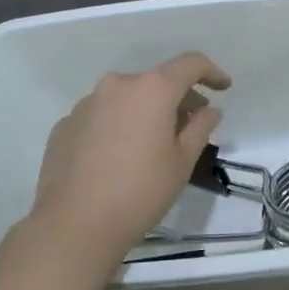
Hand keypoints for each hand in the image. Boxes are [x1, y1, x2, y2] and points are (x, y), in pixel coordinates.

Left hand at [25, 52, 230, 266]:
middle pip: (156, 81)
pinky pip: (101, 116)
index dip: (211, 72)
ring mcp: (86, 104)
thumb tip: (209, 111)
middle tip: (190, 126)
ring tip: (151, 144)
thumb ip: (200, 128)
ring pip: (126, 98)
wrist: (74, 225)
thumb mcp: (182, 162)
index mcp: (152, 89)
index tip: (223, 87)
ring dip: (144, 111)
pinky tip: (117, 157)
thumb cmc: (140, 192)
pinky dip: (116, 125)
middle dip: (177, 98)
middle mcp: (117, 86)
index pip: (190, 64)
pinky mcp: (65, 124)